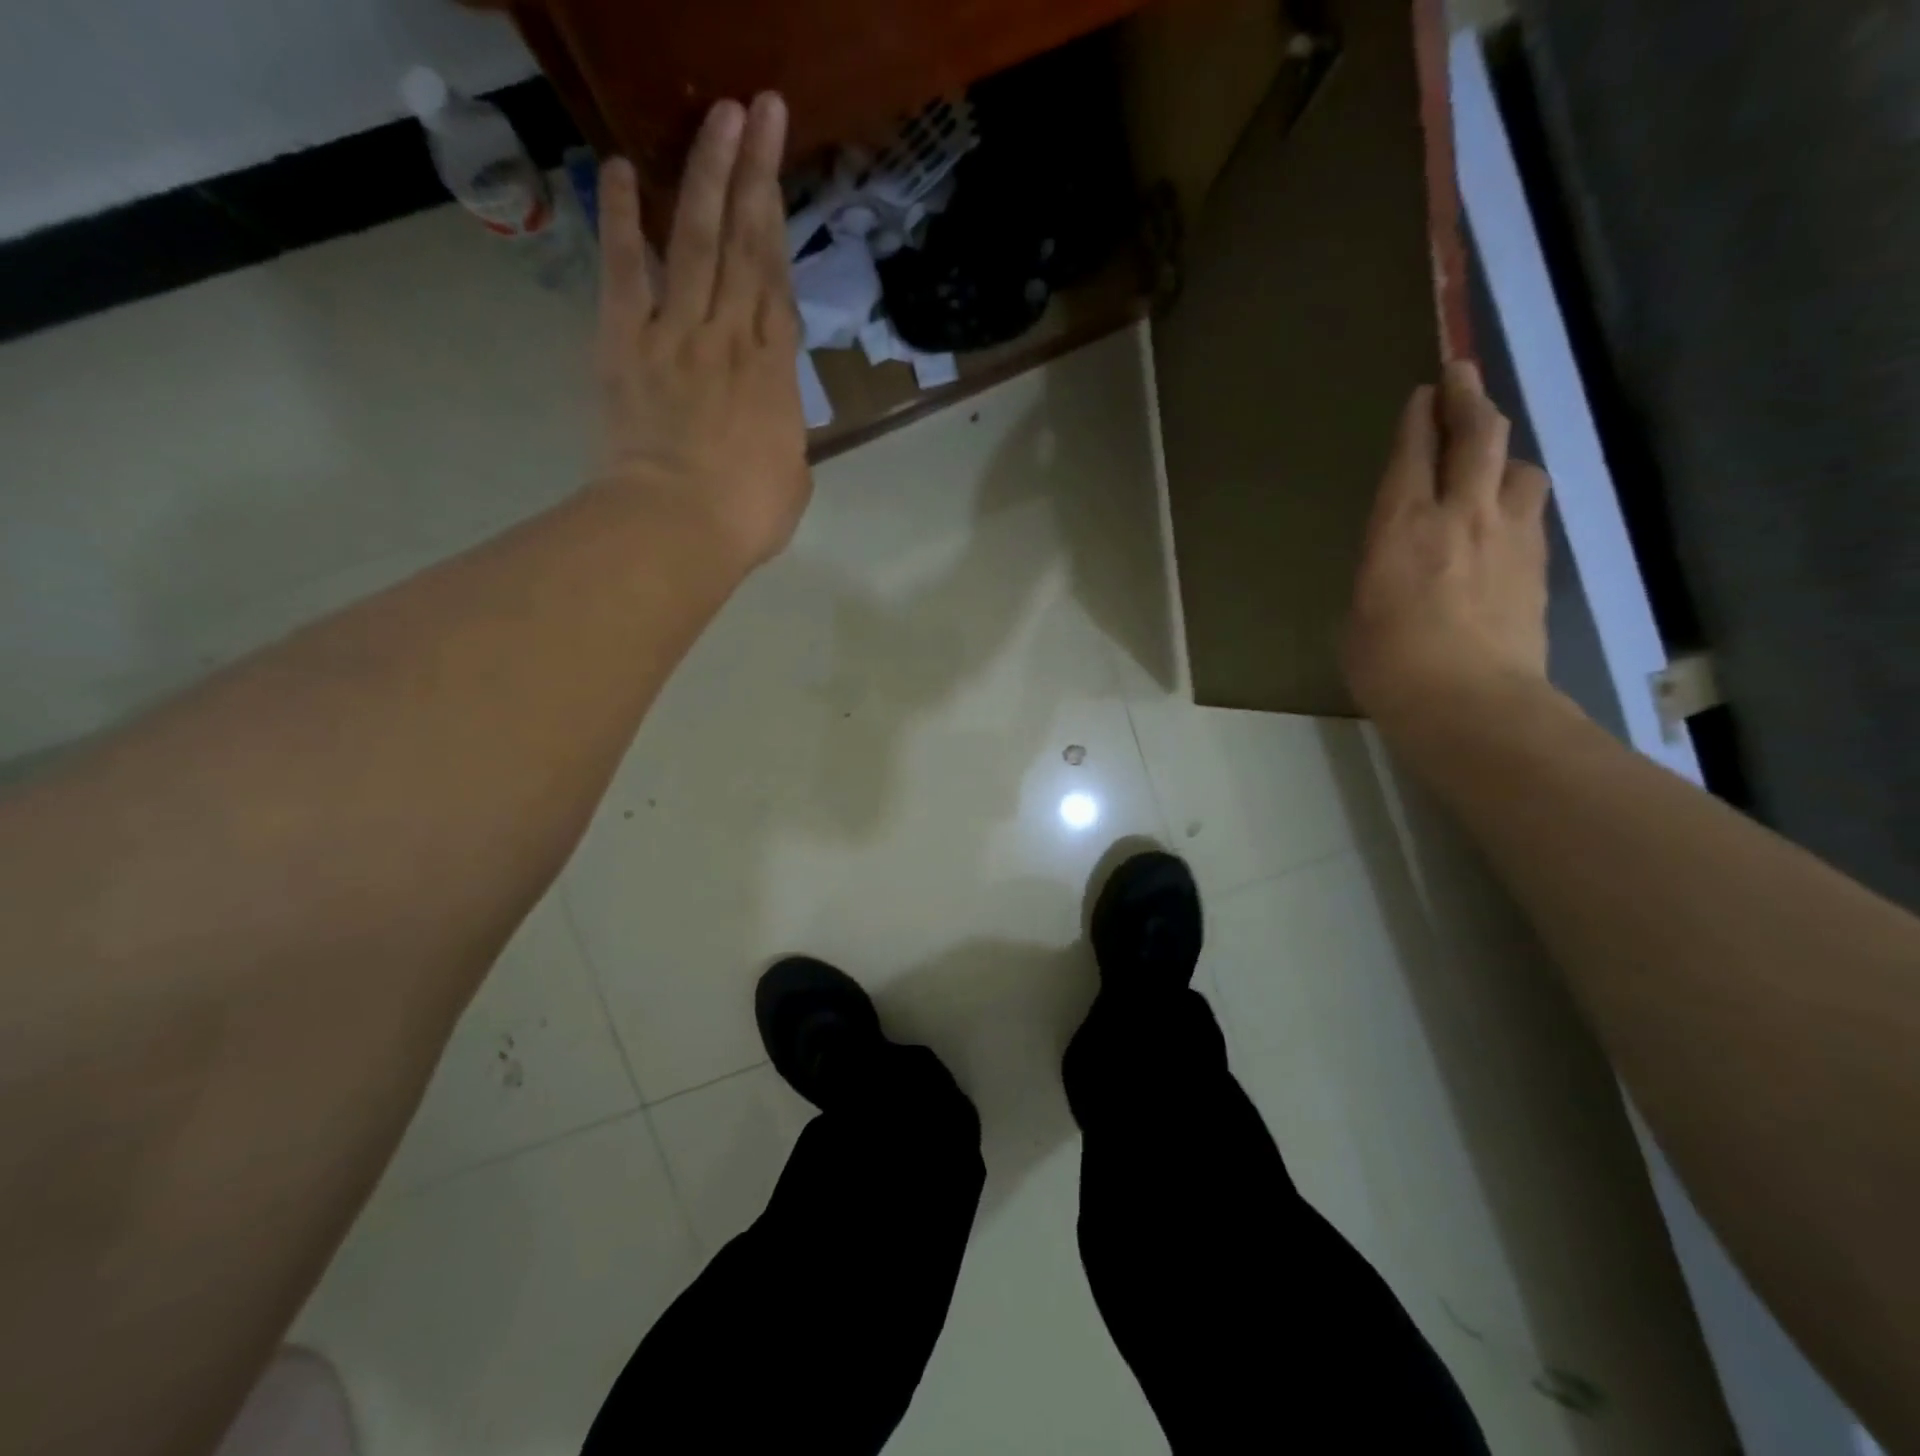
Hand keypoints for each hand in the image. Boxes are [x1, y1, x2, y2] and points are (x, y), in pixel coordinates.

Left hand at [595, 94, 810, 569]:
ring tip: (715, 116)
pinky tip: (614, 168)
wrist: (679, 526)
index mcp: (774, 372)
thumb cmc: (747, 515)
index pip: (777, 282)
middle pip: (743, 243)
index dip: (780, 222)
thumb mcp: (792, 478)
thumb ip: (785, 436)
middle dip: (752, 172)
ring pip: (693, 239)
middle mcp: (730, 336)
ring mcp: (677, 332)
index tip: (779, 169)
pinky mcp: (626, 342)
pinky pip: (625, 271)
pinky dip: (618, 219)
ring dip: (703, 174)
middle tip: (758, 108)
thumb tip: (774, 422)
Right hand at [1343, 361, 1552, 730]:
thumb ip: (1378, 573)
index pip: (1413, 454)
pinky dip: (1516, 496)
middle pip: (1478, 436)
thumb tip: (1394, 564)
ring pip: (1518, 466)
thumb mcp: (1356, 614)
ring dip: (1503, 452)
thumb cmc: (1388, 665)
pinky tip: (1506, 513)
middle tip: (1461, 375)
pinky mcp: (1537, 564)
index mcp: (1401, 528)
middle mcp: (1460, 515)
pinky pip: (1531, 509)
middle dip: (1468, 398)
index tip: (1422, 392)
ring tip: (1490, 457)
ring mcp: (1508, 536)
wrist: (1470, 703)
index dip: (1419, 417)